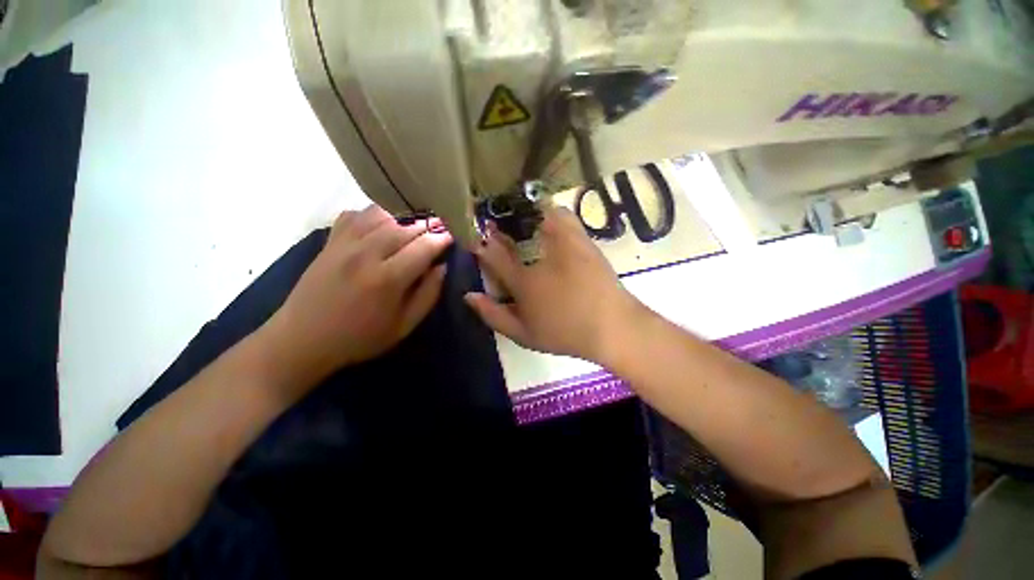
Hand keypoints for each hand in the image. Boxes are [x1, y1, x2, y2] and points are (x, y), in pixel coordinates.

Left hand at [260, 206, 451, 390]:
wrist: (302, 340)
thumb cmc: (360, 338)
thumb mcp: (404, 326)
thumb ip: (428, 295)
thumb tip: (442, 267)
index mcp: (387, 279)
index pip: (423, 247)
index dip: (442, 239)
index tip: (452, 238)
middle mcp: (366, 254)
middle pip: (405, 227)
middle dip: (427, 228)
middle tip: (437, 233)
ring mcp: (344, 244)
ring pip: (381, 215)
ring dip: (402, 220)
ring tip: (411, 231)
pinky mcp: (329, 242)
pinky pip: (355, 215)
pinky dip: (372, 215)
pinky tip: (379, 227)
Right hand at [464, 206, 644, 363]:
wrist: (611, 327)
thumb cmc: (565, 333)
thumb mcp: (524, 335)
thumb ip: (493, 315)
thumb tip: (469, 295)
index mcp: (523, 282)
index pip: (492, 256)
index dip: (479, 244)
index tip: (474, 237)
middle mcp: (539, 258)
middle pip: (510, 234)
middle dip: (497, 226)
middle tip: (494, 224)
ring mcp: (562, 245)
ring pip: (535, 216)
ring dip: (521, 214)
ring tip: (517, 216)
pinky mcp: (582, 240)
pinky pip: (562, 215)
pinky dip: (550, 211)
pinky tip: (546, 217)